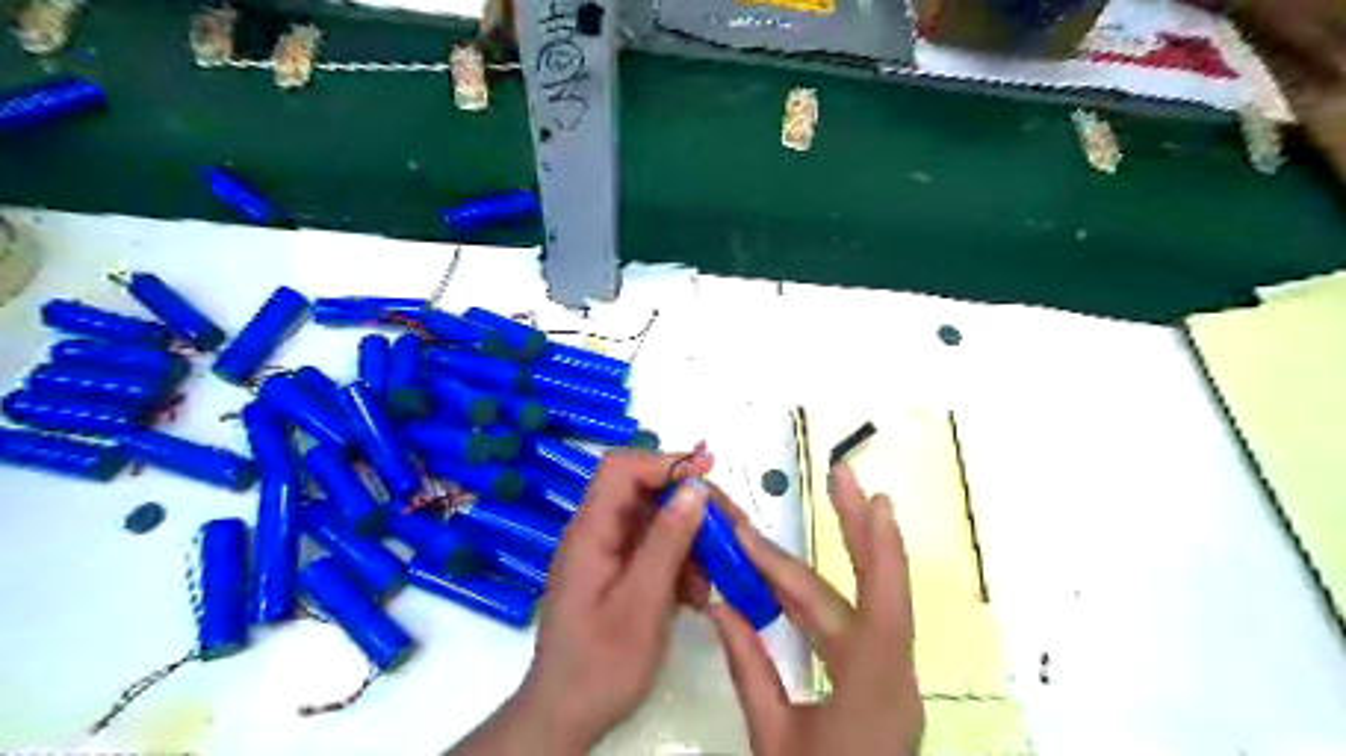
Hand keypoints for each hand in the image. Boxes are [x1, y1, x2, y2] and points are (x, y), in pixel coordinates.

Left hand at [446, 452, 714, 753]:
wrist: (567, 715)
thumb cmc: (602, 662)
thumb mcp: (643, 601)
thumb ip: (668, 541)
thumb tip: (696, 487)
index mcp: (591, 531)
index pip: (622, 469)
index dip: (664, 463)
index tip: (708, 475)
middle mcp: (596, 533)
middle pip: (643, 491)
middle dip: (688, 504)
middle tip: (727, 527)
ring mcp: (606, 553)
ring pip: (654, 521)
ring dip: (688, 539)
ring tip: (714, 570)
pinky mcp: (617, 573)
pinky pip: (652, 549)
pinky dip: (679, 562)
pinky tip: (696, 592)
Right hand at [709, 464, 919, 754]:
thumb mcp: (771, 739)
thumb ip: (747, 667)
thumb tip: (719, 605)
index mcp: (870, 693)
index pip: (852, 607)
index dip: (821, 556)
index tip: (791, 517)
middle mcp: (895, 679)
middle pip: (880, 591)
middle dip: (863, 528)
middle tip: (849, 475)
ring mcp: (896, 682)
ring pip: (874, 602)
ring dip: (860, 550)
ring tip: (850, 500)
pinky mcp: (886, 685)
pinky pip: (867, 624)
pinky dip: (850, 587)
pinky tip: (838, 563)